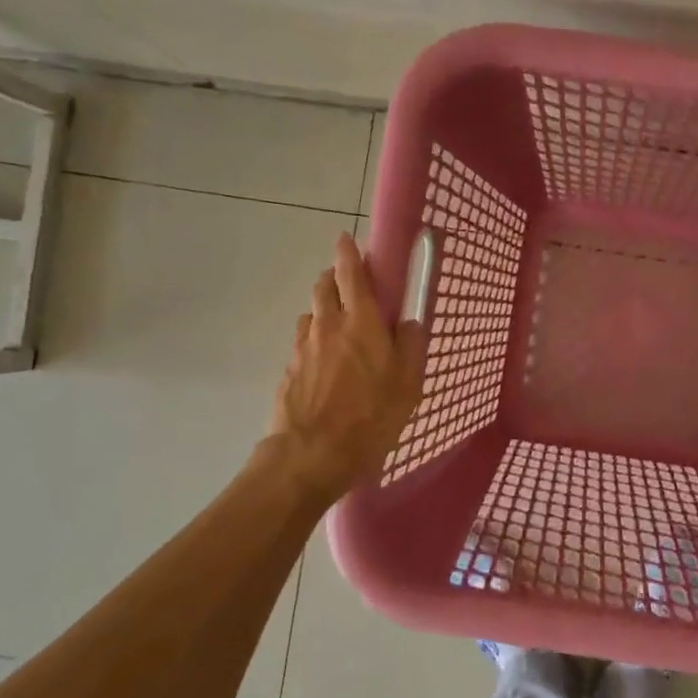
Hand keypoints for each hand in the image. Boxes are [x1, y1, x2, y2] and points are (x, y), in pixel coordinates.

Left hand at [269, 233, 427, 503]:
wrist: (309, 457)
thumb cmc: (369, 419)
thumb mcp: (408, 386)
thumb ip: (410, 347)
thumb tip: (407, 322)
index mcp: (361, 323)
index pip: (351, 274)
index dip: (348, 253)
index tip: (345, 239)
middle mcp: (327, 326)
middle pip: (323, 287)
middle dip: (333, 277)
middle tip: (348, 284)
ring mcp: (302, 348)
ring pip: (311, 315)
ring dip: (323, 312)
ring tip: (338, 329)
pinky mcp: (287, 371)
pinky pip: (303, 344)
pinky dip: (314, 342)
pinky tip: (324, 366)